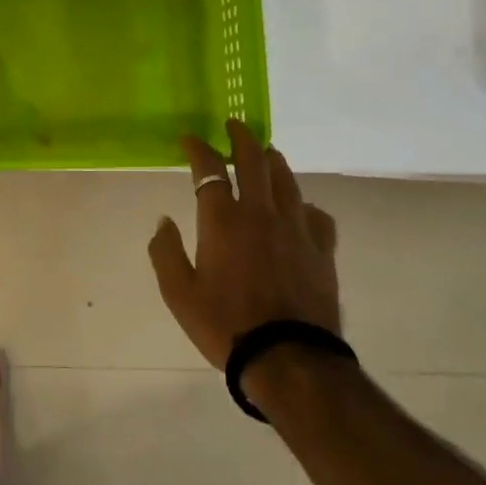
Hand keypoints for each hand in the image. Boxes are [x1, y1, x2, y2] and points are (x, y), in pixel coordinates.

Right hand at [147, 120, 340, 369]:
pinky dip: (305, 205)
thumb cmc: (225, 325)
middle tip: (235, 125)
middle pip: (254, 161)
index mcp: (223, 220)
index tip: (190, 140)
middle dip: (241, 138)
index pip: (209, 169)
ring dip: (273, 161)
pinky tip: (301, 209)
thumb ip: (165, 252)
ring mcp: (296, 229)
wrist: (288, 359)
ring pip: (287, 181)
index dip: (198, 148)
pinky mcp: (321, 250)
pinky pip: (317, 215)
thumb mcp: (178, 293)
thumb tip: (163, 221)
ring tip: (266, 153)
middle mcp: (260, 213)